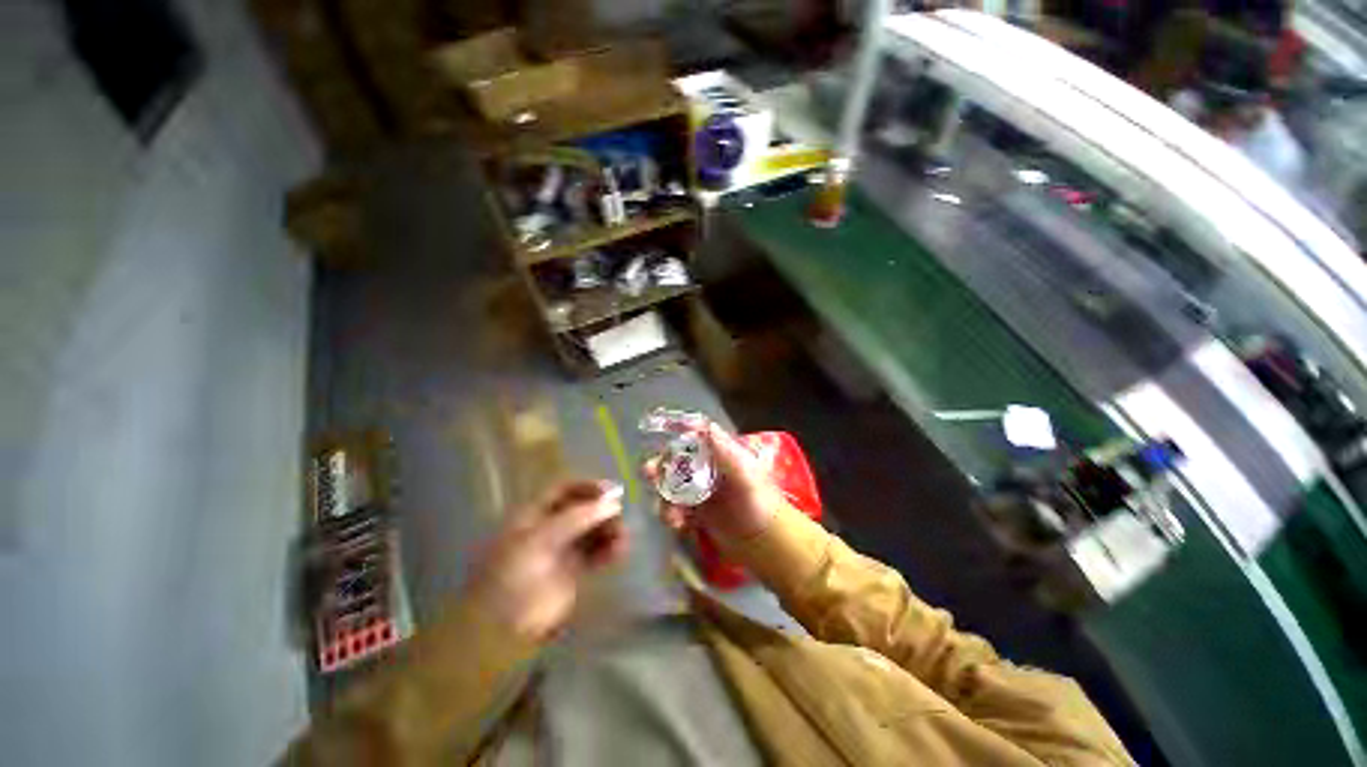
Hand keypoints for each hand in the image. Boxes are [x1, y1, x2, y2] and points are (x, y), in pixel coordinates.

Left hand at [465, 480, 626, 641]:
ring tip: (622, 537)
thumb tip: (612, 502)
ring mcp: (562, 550)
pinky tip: (620, 551)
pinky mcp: (574, 572)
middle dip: (602, 509)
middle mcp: (550, 527)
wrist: (501, 629)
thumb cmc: (513, 575)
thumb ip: (577, 518)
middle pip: (582, 508)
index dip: (588, 487)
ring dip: (609, 529)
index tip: (612, 491)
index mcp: (534, 514)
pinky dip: (610, 549)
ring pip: (593, 530)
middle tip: (619, 516)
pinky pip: (597, 554)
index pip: (565, 489)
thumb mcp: (540, 539)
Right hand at [648, 422, 783, 542]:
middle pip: (676, 462)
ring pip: (672, 487)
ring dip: (665, 498)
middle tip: (648, 473)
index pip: (694, 439)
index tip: (661, 435)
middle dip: (660, 468)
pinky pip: (675, 508)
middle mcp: (707, 469)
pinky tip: (677, 525)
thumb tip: (705, 425)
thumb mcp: (746, 473)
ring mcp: (700, 491)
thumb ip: (725, 451)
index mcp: (720, 455)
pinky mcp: (696, 513)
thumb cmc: (760, 503)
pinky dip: (671, 515)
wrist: (767, 543)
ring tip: (672, 516)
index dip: (676, 436)